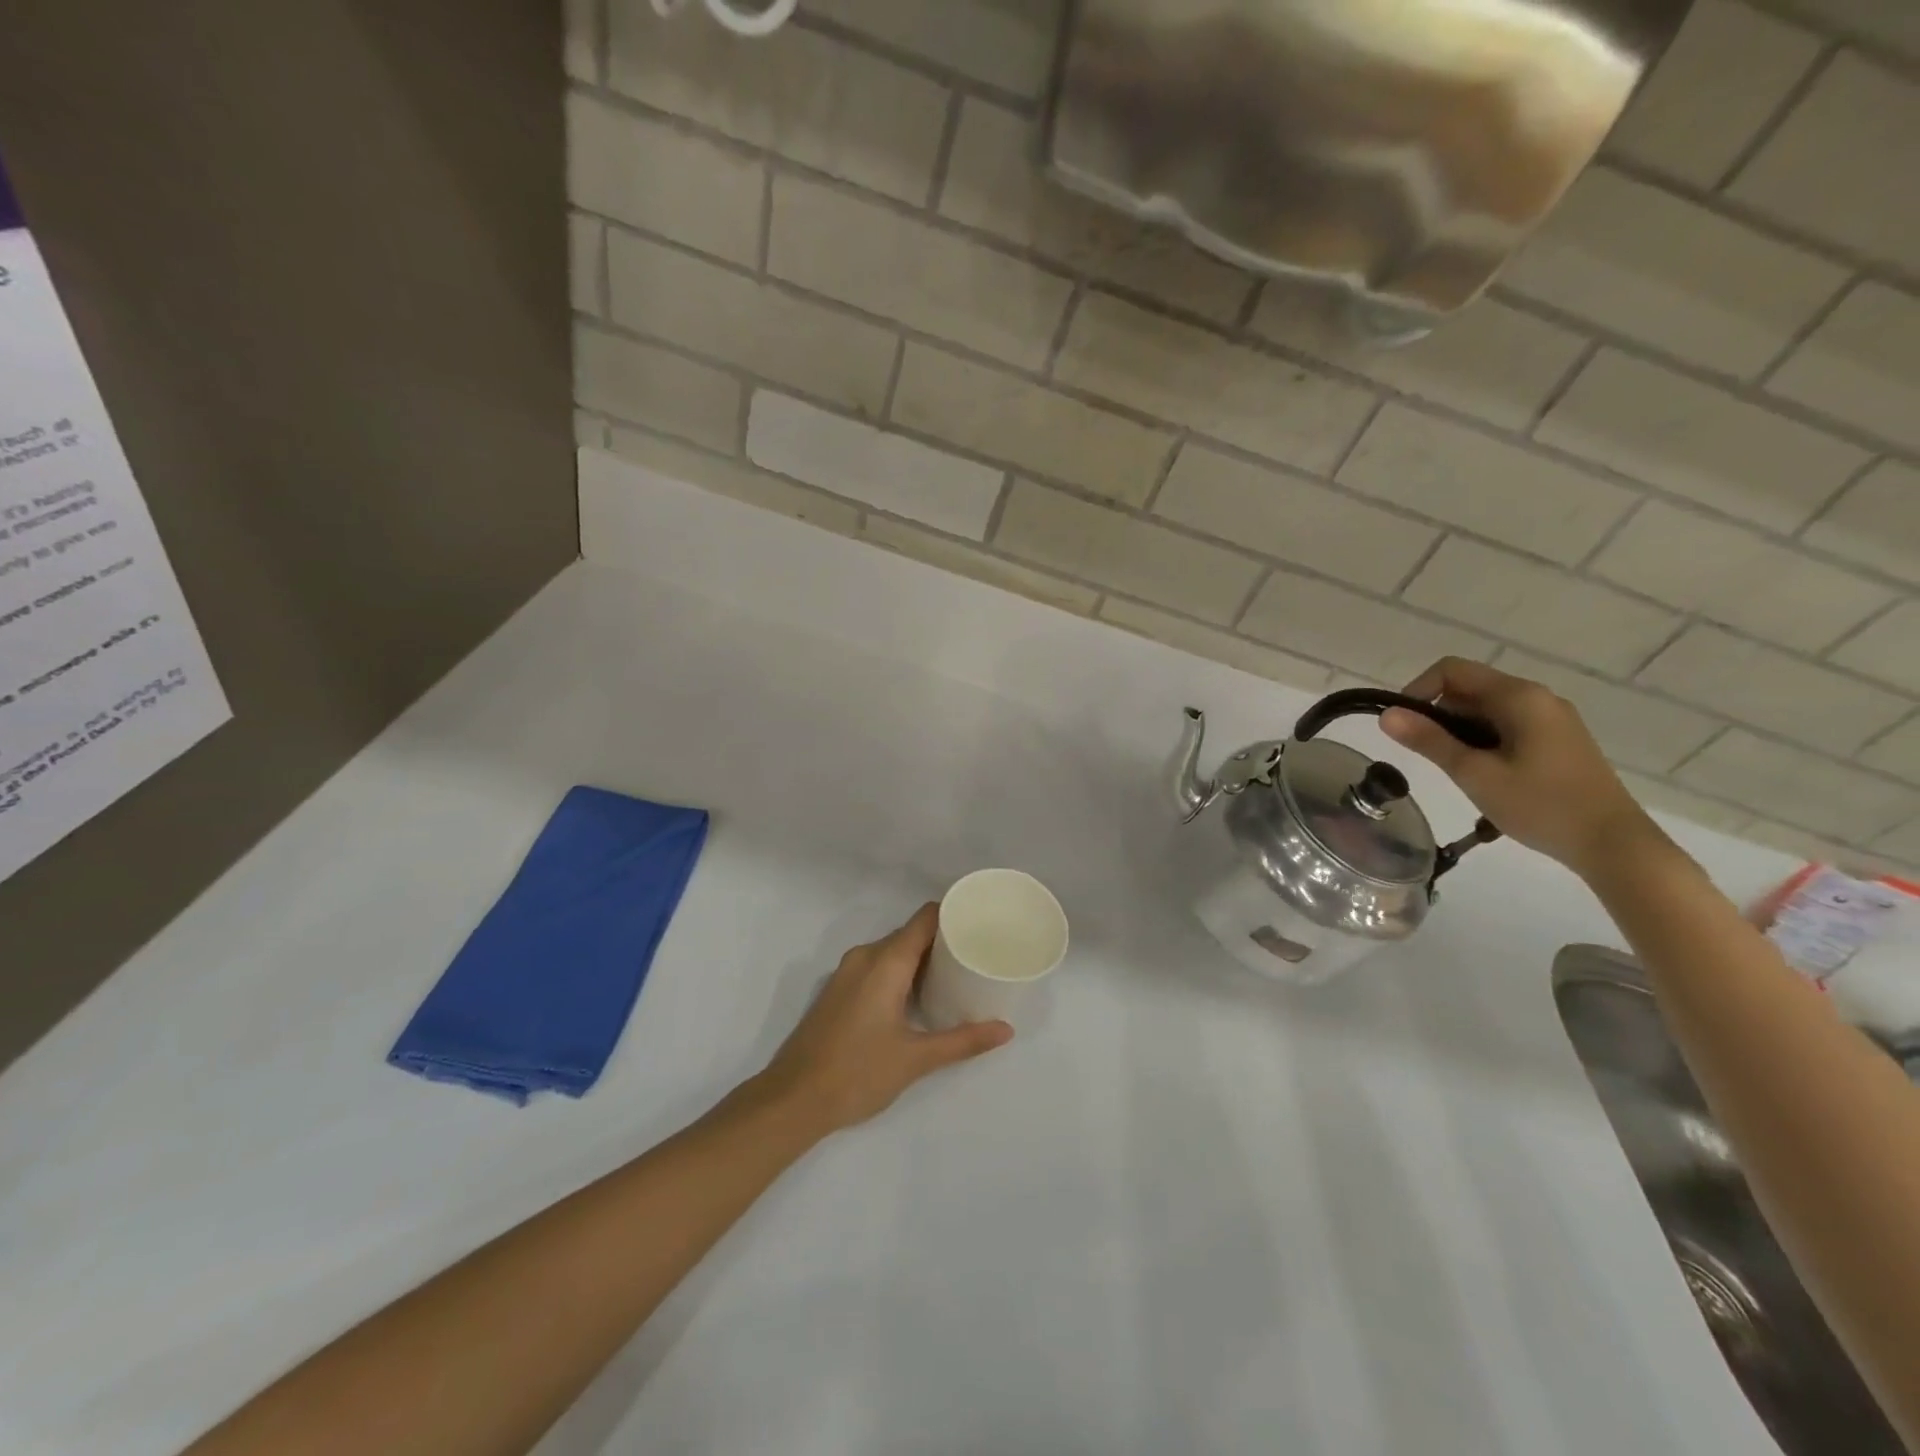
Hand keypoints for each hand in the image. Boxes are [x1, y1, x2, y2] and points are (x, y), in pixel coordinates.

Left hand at [758, 903, 1012, 1135]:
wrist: (793, 1100)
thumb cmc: (857, 1073)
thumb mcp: (916, 1058)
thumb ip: (963, 1041)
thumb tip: (1006, 1030)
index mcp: (885, 962)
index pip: (925, 919)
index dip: (953, 914)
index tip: (981, 921)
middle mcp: (864, 957)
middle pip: (910, 934)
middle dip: (942, 940)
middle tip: (977, 953)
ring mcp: (846, 973)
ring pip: (892, 951)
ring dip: (920, 959)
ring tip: (955, 974)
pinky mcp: (838, 991)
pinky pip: (876, 966)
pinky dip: (900, 972)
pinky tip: (917, 996)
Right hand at [1379, 657, 1661, 877]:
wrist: (1613, 845)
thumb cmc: (1540, 805)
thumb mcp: (1474, 774)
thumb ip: (1429, 740)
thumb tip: (1385, 714)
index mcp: (1519, 696)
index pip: (1451, 670)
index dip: (1418, 691)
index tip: (1404, 728)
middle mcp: (1537, 697)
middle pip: (1469, 688)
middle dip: (1439, 716)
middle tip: (1431, 758)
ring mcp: (1552, 719)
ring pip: (1486, 710)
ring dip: (1461, 733)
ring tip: (1459, 772)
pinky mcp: (1558, 740)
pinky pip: (1507, 726)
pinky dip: (1484, 742)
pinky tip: (1485, 776)